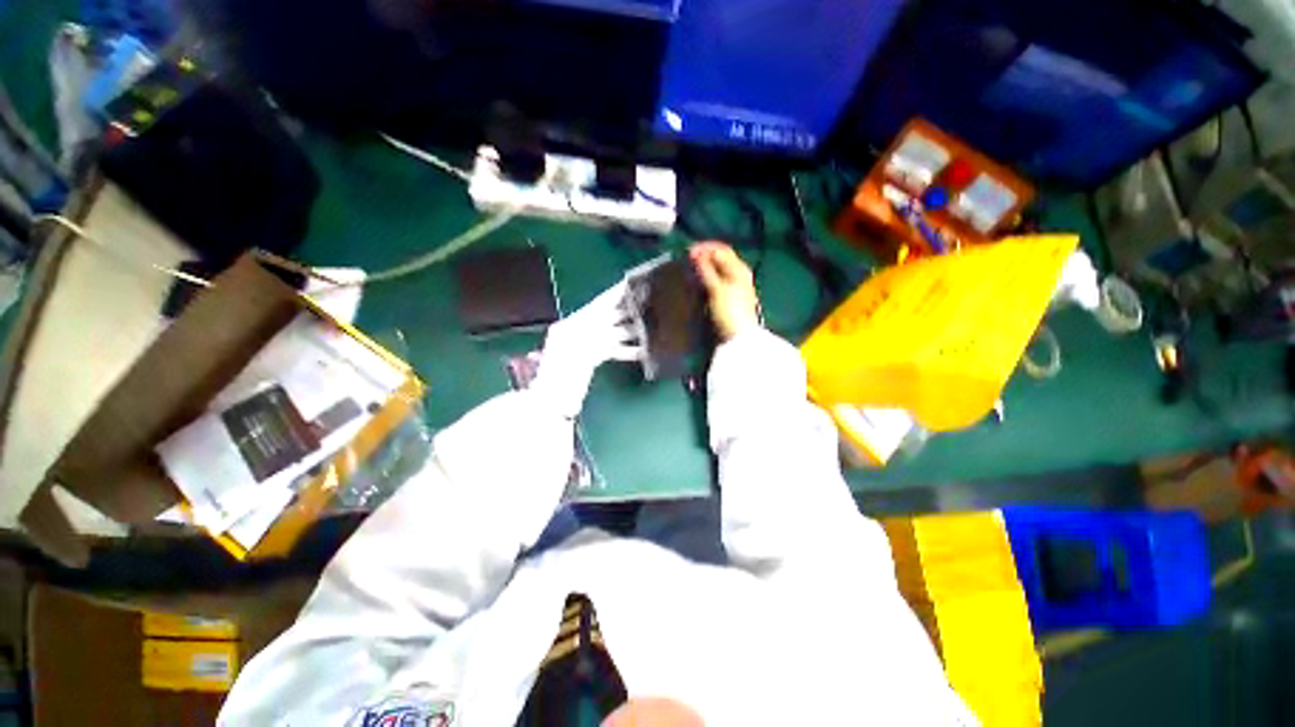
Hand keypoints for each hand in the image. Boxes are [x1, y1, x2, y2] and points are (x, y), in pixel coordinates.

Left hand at [533, 280, 640, 417]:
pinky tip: (643, 351)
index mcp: (572, 324)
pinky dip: (627, 350)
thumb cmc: (560, 379)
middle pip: (608, 317)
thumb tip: (625, 332)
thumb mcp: (578, 356)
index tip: (632, 283)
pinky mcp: (592, 359)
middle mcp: (579, 330)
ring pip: (614, 333)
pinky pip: (613, 349)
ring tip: (651, 328)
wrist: (552, 403)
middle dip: (628, 312)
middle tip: (650, 305)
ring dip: (632, 332)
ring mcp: (586, 345)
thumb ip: (602, 343)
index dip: (615, 294)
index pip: (599, 304)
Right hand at [690, 242, 759, 341]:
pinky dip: (707, 278)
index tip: (688, 252)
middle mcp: (739, 275)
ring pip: (718, 269)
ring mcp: (735, 287)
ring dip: (704, 267)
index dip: (705, 248)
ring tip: (690, 270)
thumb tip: (696, 254)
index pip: (721, 250)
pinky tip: (698, 283)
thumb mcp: (717, 289)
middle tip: (687, 260)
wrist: (739, 337)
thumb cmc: (730, 312)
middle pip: (720, 259)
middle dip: (704, 256)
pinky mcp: (729, 298)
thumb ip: (707, 270)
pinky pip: (717, 280)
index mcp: (739, 269)